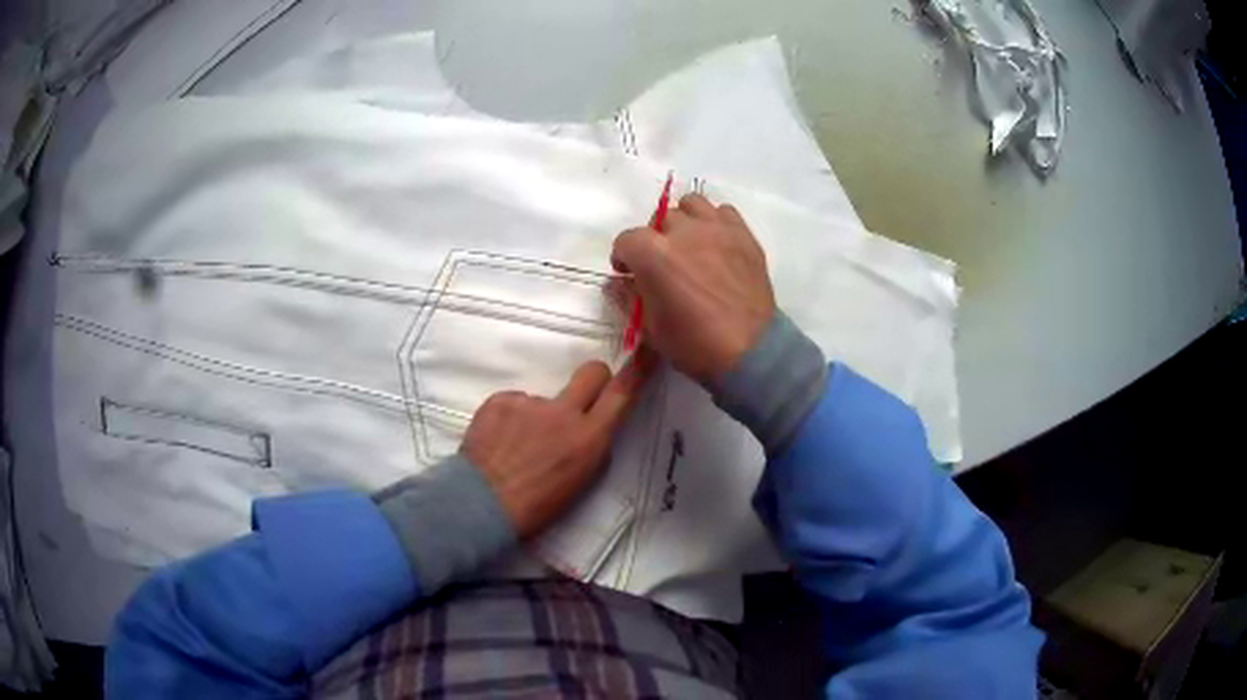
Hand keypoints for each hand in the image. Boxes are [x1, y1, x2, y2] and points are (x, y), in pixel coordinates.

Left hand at [463, 350, 655, 538]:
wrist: (481, 505)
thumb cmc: (536, 506)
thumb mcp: (579, 483)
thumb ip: (590, 447)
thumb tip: (590, 427)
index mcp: (588, 439)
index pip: (621, 394)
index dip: (638, 371)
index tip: (648, 351)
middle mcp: (562, 413)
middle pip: (592, 372)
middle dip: (594, 379)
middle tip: (581, 399)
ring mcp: (529, 402)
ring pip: (544, 398)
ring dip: (538, 416)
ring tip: (517, 446)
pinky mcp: (500, 400)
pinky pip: (514, 403)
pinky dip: (510, 420)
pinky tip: (499, 443)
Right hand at [612, 193, 775, 383]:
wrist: (750, 351)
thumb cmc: (694, 344)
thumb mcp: (650, 328)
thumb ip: (629, 297)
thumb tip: (620, 282)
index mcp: (653, 254)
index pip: (626, 240)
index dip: (624, 257)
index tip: (629, 274)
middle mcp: (684, 231)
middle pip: (660, 219)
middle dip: (655, 239)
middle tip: (663, 263)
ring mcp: (717, 229)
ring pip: (692, 204)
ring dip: (684, 221)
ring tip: (690, 244)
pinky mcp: (743, 235)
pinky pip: (724, 212)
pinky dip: (715, 222)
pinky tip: (716, 244)